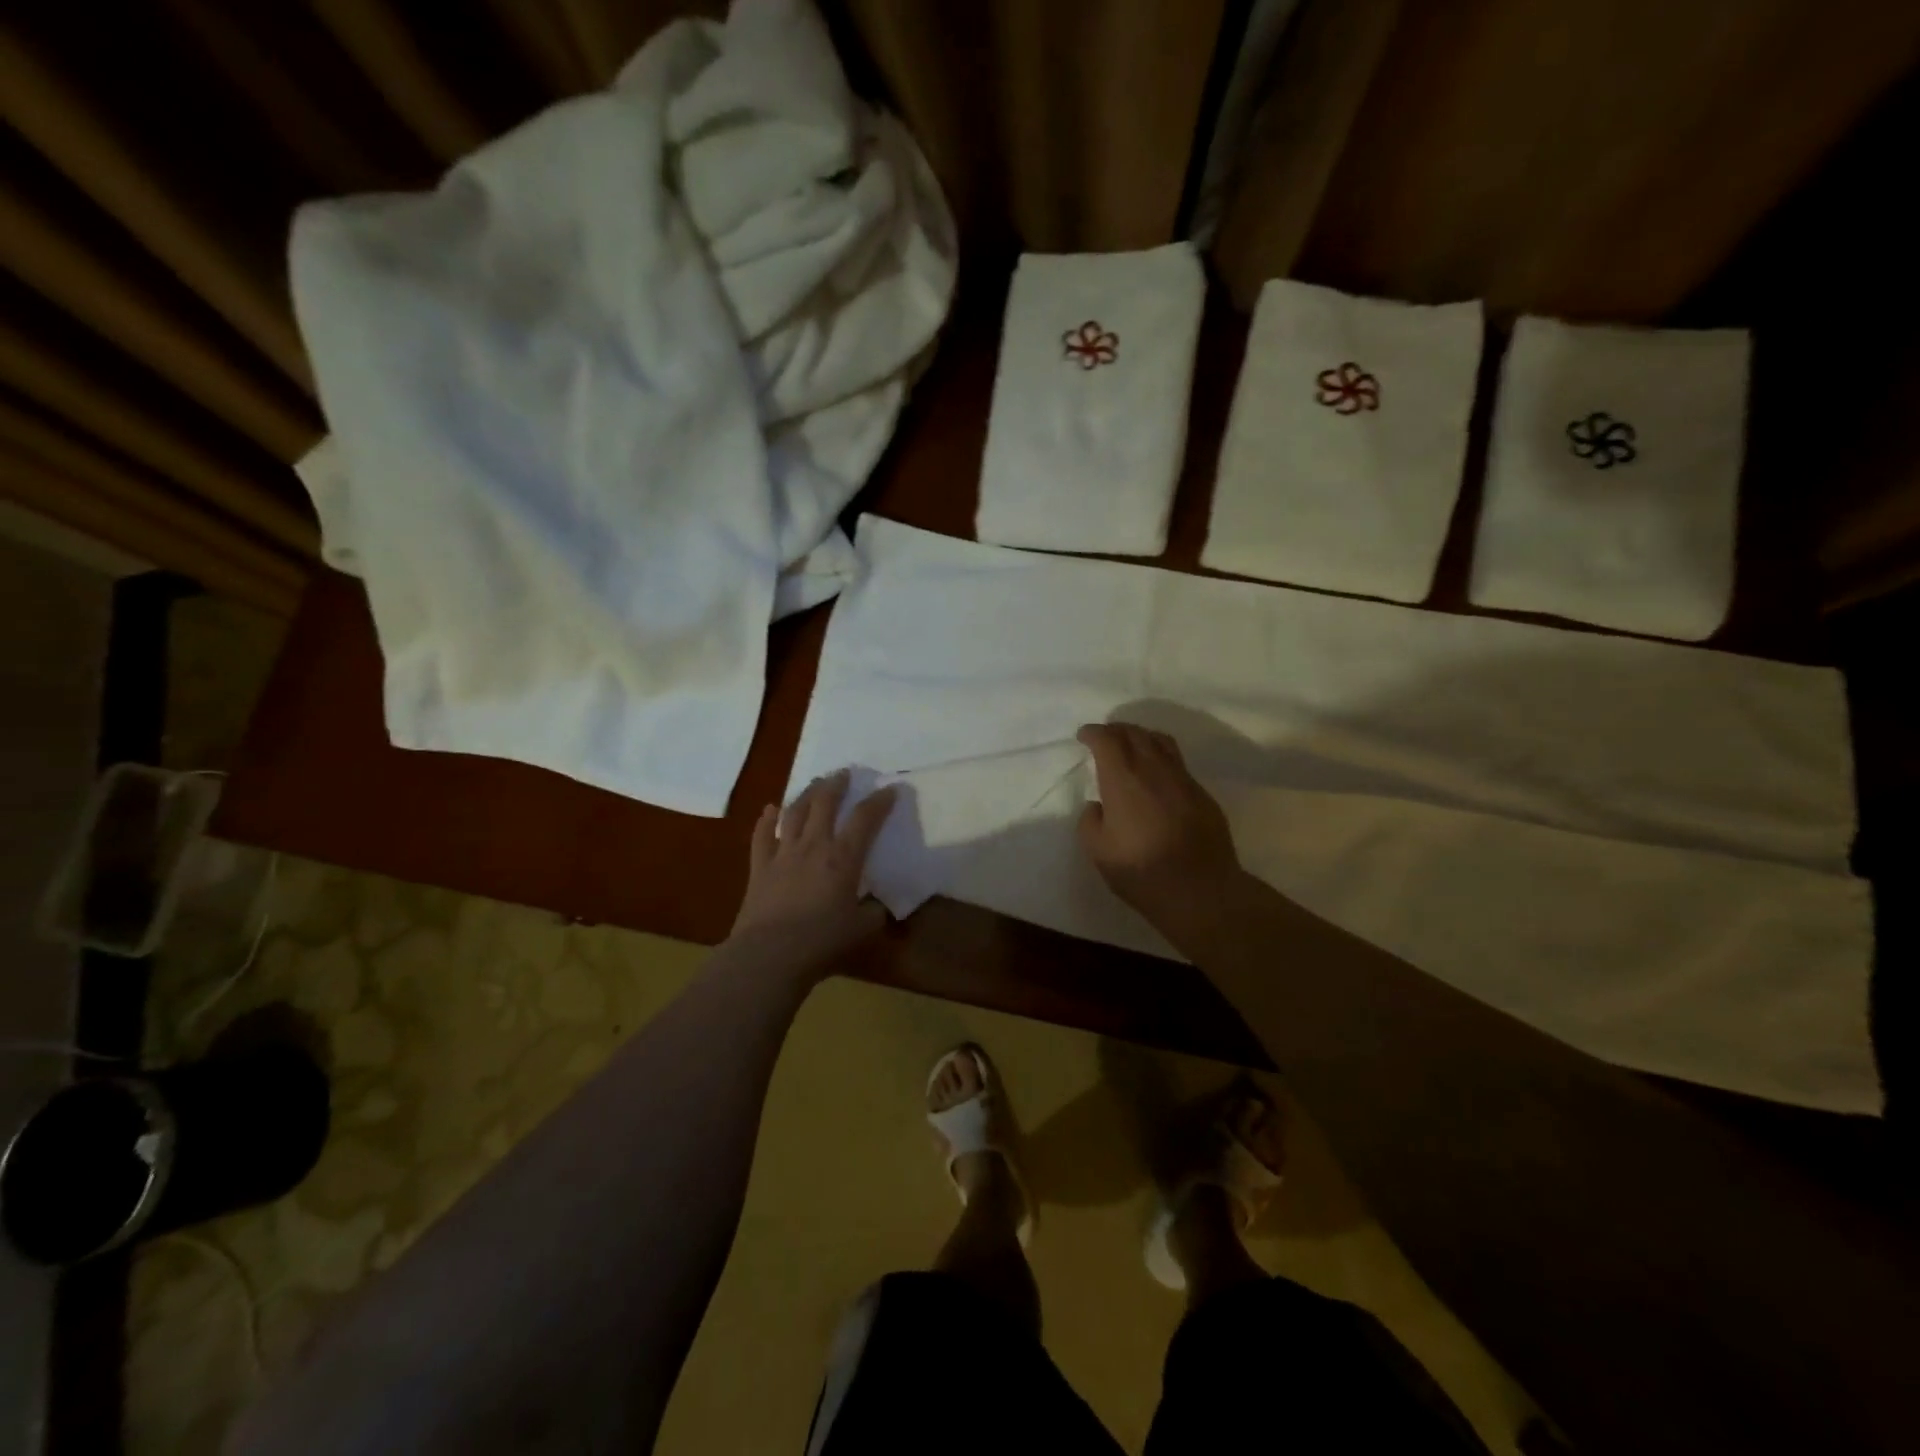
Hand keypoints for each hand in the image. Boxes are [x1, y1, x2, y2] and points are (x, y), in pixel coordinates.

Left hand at [727, 770, 896, 978]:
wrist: (769, 955)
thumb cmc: (821, 942)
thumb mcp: (861, 930)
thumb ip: (874, 913)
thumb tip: (879, 906)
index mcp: (843, 858)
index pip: (865, 819)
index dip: (879, 802)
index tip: (890, 789)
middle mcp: (814, 846)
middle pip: (825, 803)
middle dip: (837, 784)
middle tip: (844, 773)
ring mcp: (783, 853)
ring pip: (794, 812)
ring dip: (806, 794)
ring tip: (815, 783)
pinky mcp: (759, 866)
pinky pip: (762, 836)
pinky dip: (766, 820)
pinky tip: (770, 810)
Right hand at [1077, 723, 1241, 925]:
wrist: (1200, 890)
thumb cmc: (1141, 870)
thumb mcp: (1098, 850)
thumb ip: (1090, 821)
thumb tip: (1098, 806)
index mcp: (1123, 779)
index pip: (1107, 740)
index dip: (1094, 733)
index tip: (1084, 736)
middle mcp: (1154, 769)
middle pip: (1135, 733)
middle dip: (1116, 729)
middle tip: (1105, 736)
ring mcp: (1183, 779)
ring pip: (1162, 742)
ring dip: (1142, 737)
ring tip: (1133, 745)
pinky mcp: (1202, 794)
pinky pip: (1178, 763)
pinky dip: (1162, 758)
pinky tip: (1158, 775)